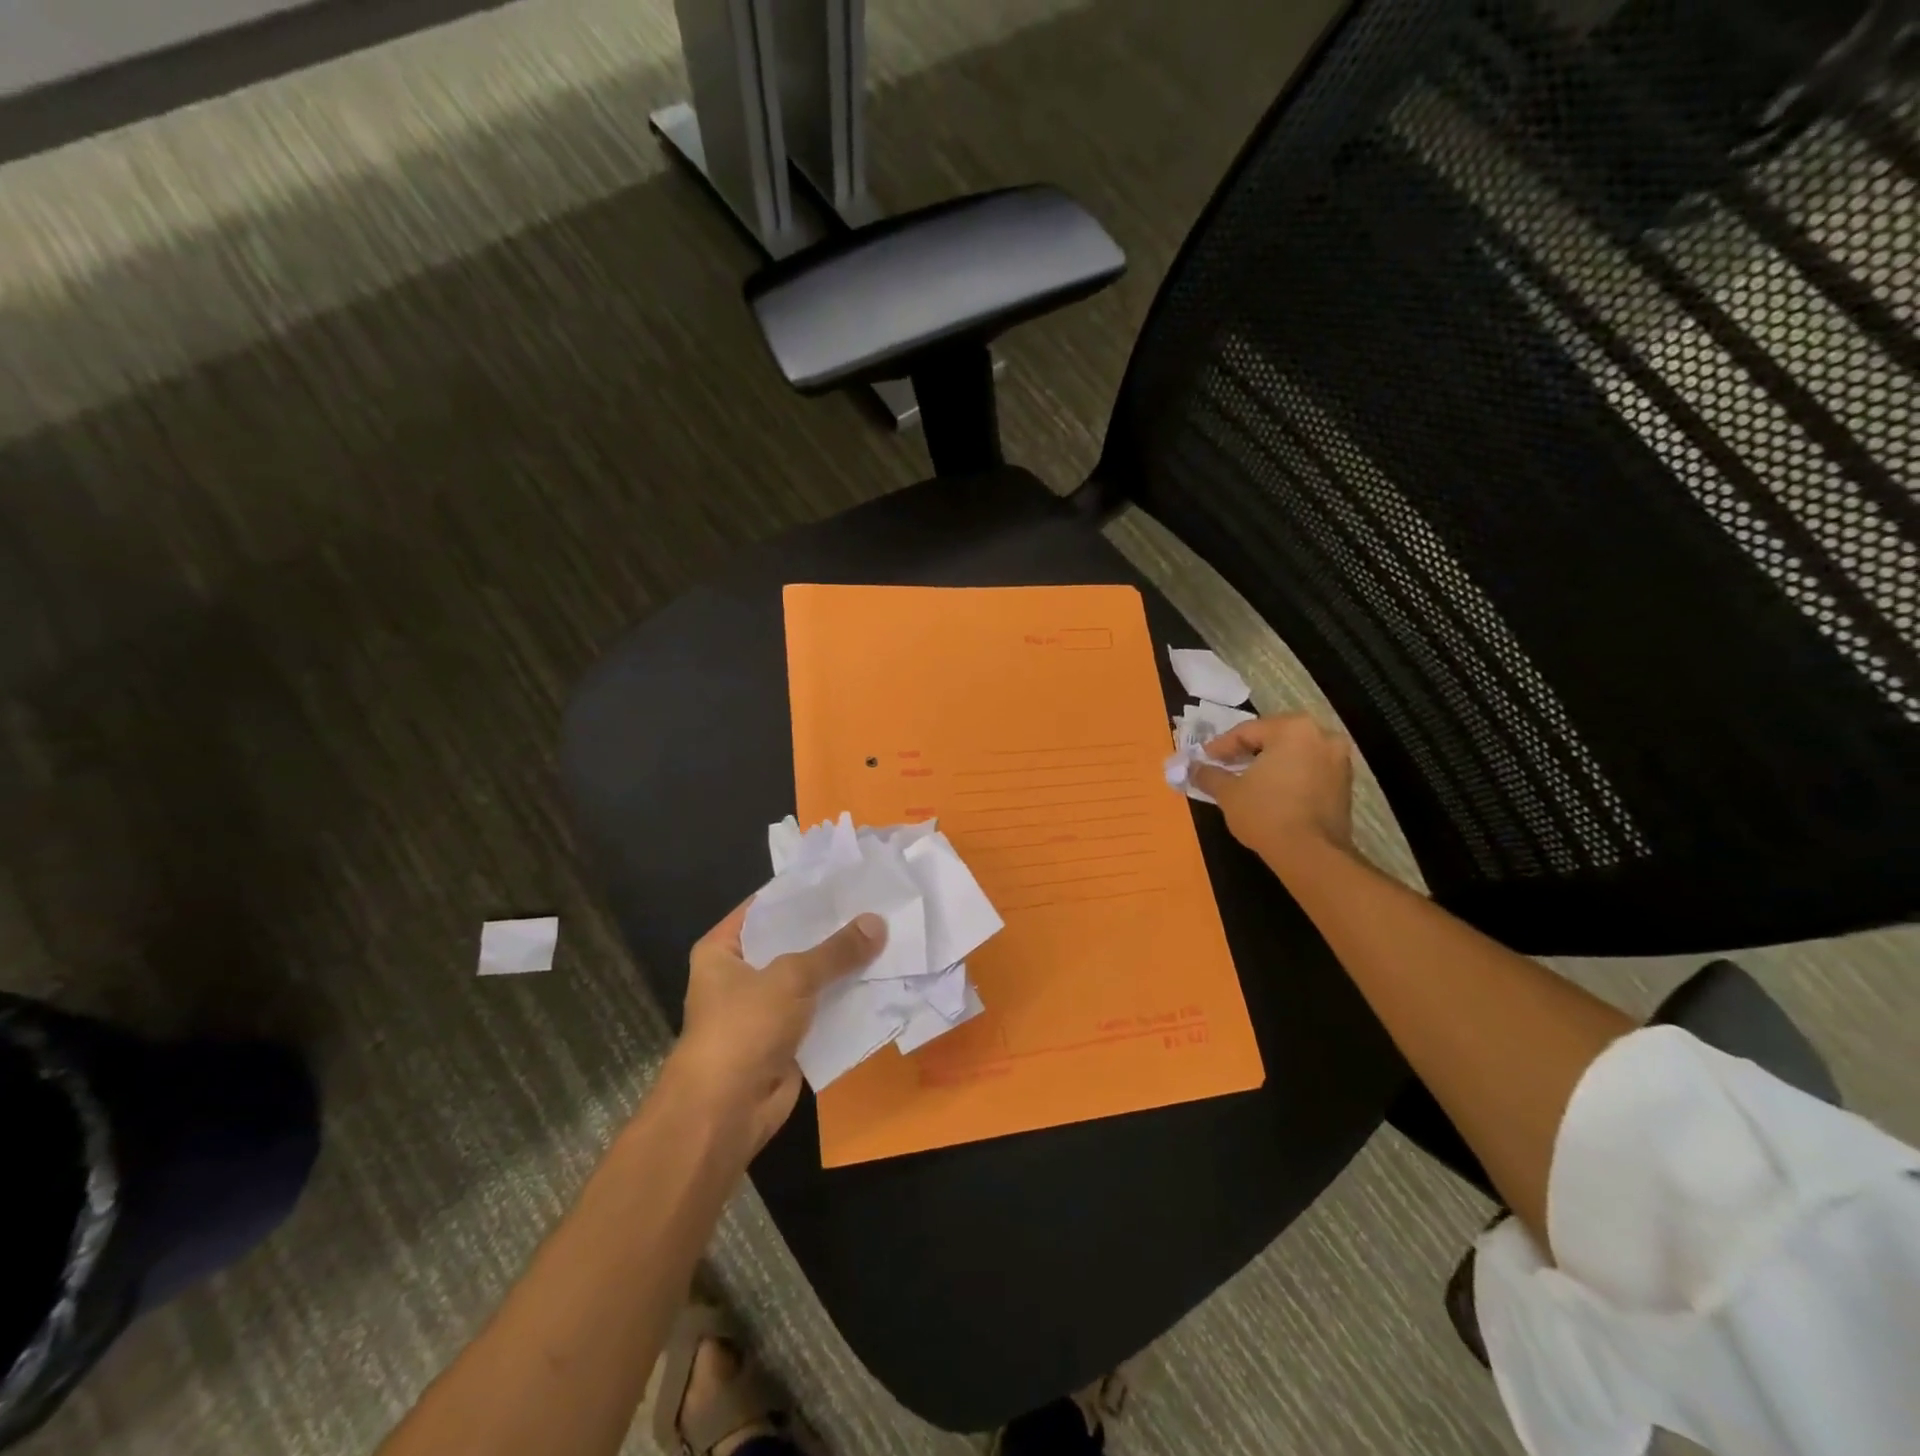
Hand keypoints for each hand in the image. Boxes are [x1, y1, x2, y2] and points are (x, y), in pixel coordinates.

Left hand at [669, 904, 885, 1150]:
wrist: (725, 1112)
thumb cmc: (743, 1028)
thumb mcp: (791, 977)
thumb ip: (836, 950)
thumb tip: (878, 922)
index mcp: (722, 949)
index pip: (768, 906)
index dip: (805, 892)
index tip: (846, 876)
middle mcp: (740, 974)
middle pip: (792, 941)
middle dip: (831, 929)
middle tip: (876, 904)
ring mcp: (764, 1008)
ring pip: (811, 977)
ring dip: (843, 966)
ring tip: (887, 935)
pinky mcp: (786, 1037)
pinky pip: (821, 1009)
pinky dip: (845, 999)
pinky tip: (881, 978)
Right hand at [1189, 713, 1354, 861]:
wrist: (1311, 854)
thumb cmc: (1265, 813)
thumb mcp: (1228, 793)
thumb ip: (1208, 775)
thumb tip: (1191, 768)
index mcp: (1293, 729)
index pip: (1248, 731)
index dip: (1221, 746)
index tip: (1204, 759)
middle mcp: (1322, 736)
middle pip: (1274, 738)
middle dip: (1248, 752)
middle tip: (1224, 766)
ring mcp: (1339, 760)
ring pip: (1294, 754)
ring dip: (1270, 764)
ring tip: (1246, 781)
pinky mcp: (1346, 784)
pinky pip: (1309, 771)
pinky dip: (1289, 777)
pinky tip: (1270, 793)